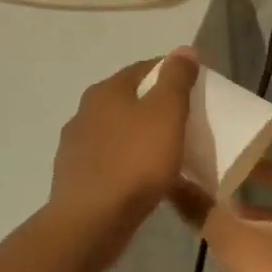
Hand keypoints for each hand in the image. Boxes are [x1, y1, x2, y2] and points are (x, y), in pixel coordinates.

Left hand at [49, 49, 199, 233]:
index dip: (172, 73)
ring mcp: (76, 146)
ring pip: (118, 132)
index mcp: (106, 91)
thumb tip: (183, 49)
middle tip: (185, 122)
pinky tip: (143, 180)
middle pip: (129, 100)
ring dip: (140, 137)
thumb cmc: (134, 162)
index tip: (196, 89)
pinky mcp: (75, 177)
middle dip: (156, 107)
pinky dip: (128, 164)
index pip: (144, 68)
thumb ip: (176, 80)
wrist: (91, 221)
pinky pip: (110, 162)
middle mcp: (85, 112)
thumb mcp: (166, 114)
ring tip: (168, 154)